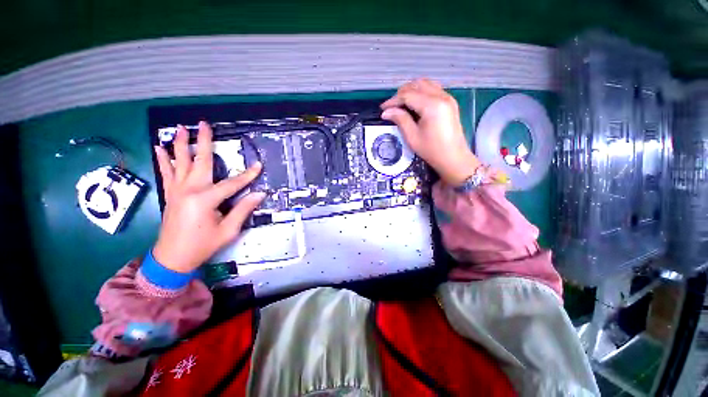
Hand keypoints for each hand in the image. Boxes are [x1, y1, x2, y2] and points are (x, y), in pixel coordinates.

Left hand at [152, 122, 265, 272]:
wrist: (173, 258)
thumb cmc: (203, 245)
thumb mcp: (229, 230)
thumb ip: (243, 210)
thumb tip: (259, 194)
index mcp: (205, 199)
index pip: (232, 183)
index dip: (248, 175)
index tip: (258, 165)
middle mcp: (189, 190)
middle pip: (200, 161)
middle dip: (204, 142)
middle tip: (204, 124)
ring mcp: (177, 191)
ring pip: (179, 162)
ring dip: (180, 144)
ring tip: (180, 128)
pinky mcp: (171, 194)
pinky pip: (166, 173)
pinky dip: (164, 160)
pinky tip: (160, 148)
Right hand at [381, 79, 479, 185]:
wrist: (454, 158)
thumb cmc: (432, 150)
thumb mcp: (412, 137)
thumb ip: (400, 120)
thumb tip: (386, 112)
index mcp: (432, 105)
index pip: (408, 95)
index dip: (393, 100)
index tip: (382, 109)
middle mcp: (441, 96)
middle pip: (417, 85)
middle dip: (401, 93)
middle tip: (391, 107)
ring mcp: (447, 97)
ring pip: (425, 84)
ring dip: (411, 90)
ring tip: (401, 104)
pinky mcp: (450, 102)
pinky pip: (433, 89)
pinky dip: (421, 92)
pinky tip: (414, 104)